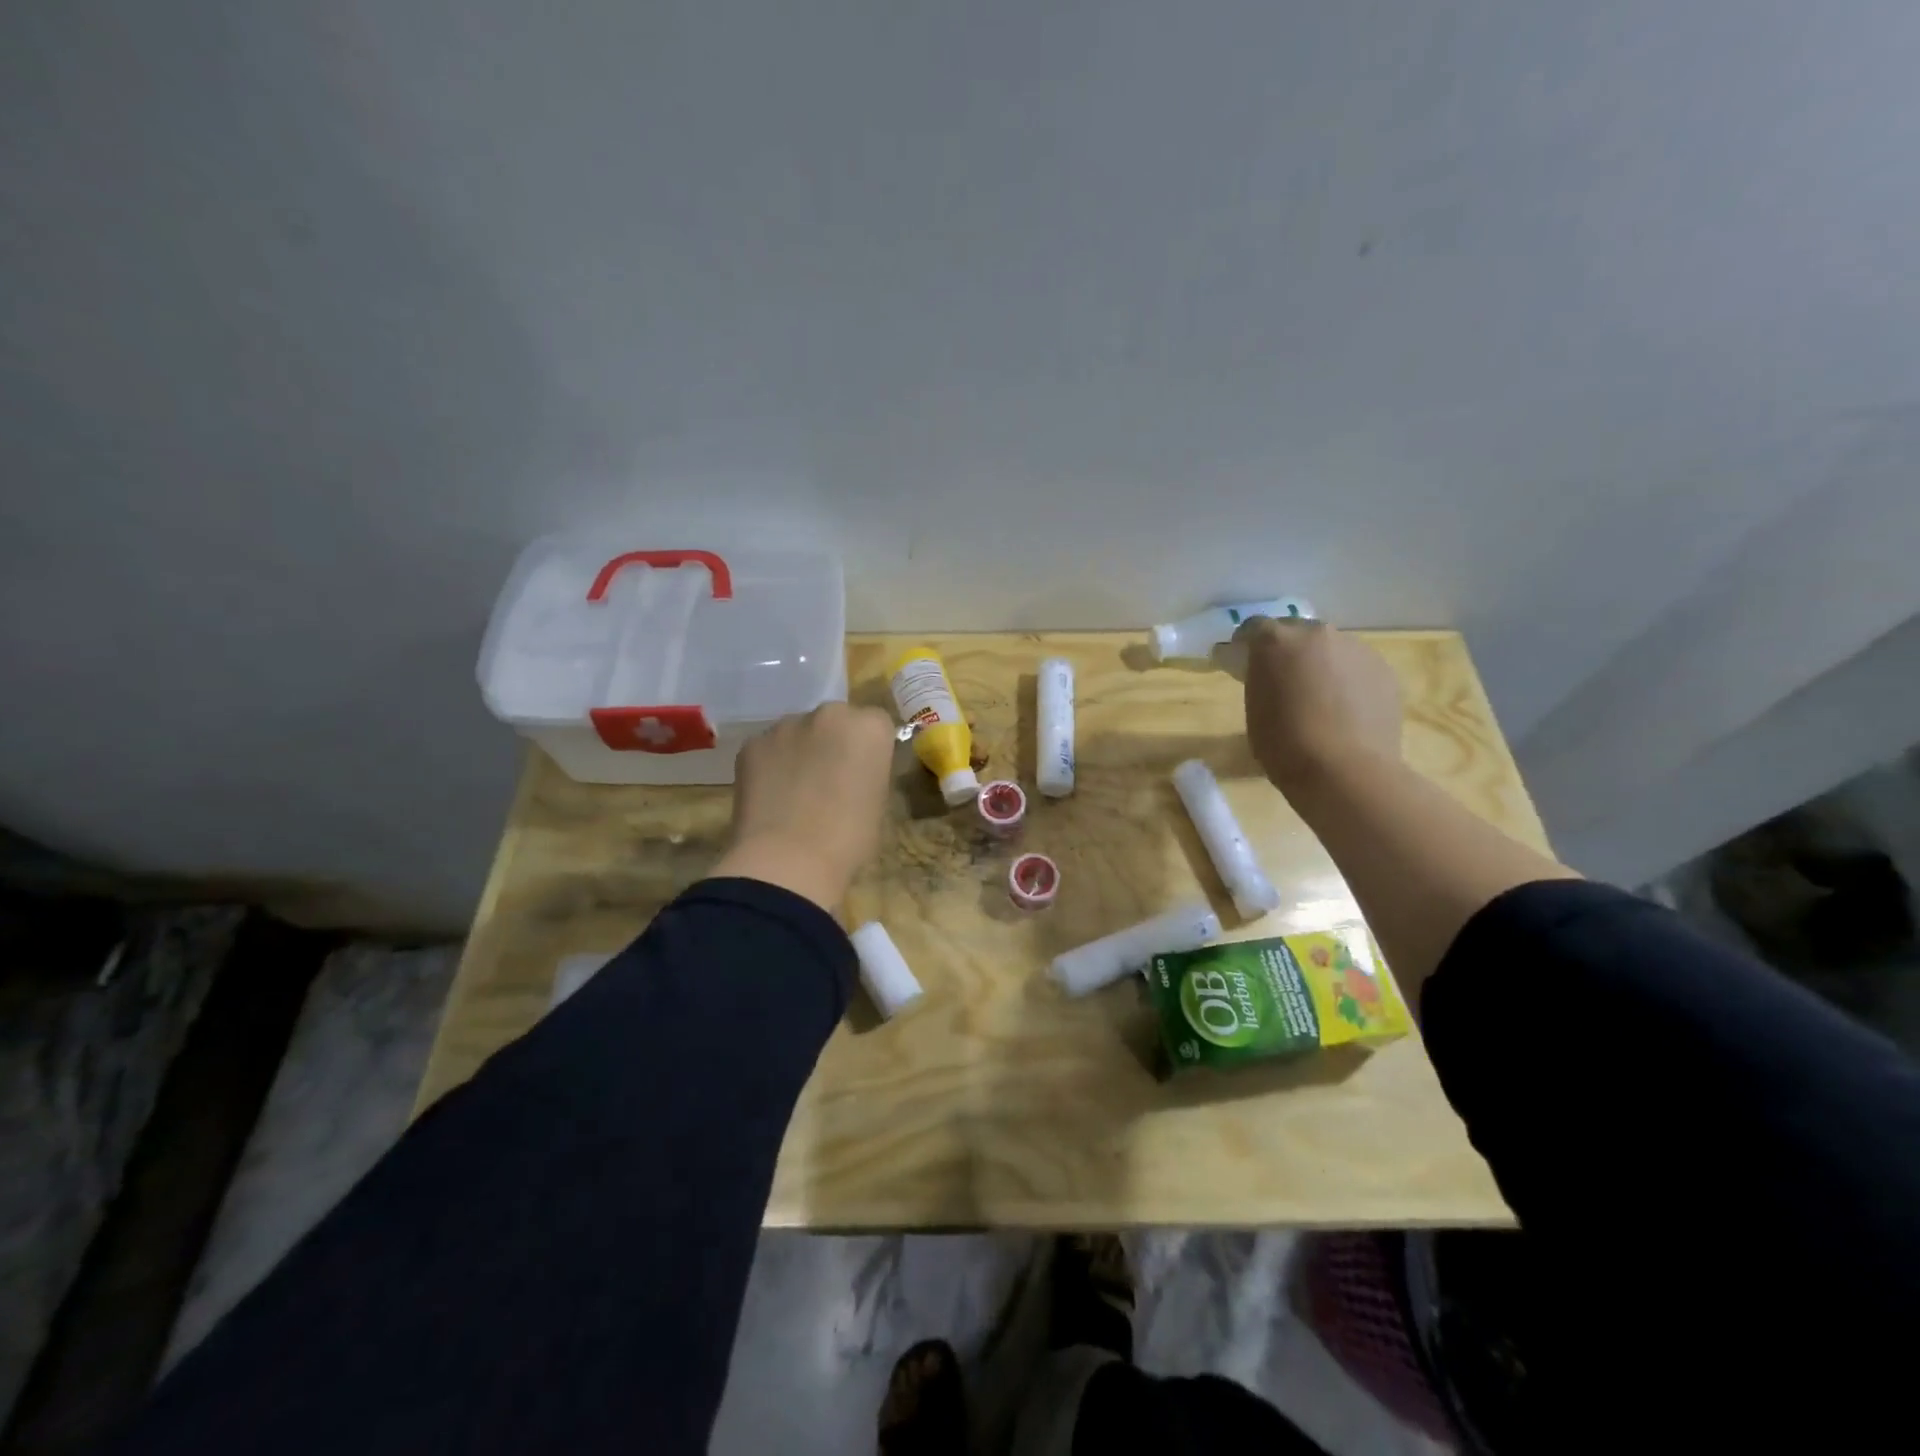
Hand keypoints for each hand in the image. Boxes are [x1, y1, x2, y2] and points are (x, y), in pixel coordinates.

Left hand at [711, 702, 896, 910]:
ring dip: (800, 752)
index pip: (875, 724)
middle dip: (832, 743)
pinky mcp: (752, 744)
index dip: (868, 750)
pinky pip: (768, 750)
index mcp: (869, 728)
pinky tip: (770, 798)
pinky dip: (770, 766)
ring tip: (794, 793)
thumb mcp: (877, 803)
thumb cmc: (848, 839)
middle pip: (835, 721)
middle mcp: (829, 714)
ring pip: (798, 733)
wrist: (788, 860)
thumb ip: (867, 773)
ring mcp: (786, 726)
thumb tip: (852, 774)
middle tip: (828, 781)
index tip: (863, 774)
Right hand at [1236, 617, 1403, 792]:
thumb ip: (1259, 679)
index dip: (1246, 646)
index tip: (1242, 665)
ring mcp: (1355, 648)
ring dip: (1319, 664)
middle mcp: (1317, 633)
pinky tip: (1344, 710)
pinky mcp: (1383, 669)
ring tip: (1318, 698)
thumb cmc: (1284, 744)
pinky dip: (1346, 681)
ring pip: (1330, 649)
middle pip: (1296, 633)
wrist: (1345, 771)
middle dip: (1287, 651)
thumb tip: (1262, 672)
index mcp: (1276, 641)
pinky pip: (1355, 668)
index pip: (1254, 628)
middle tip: (1282, 681)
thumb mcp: (1254, 708)